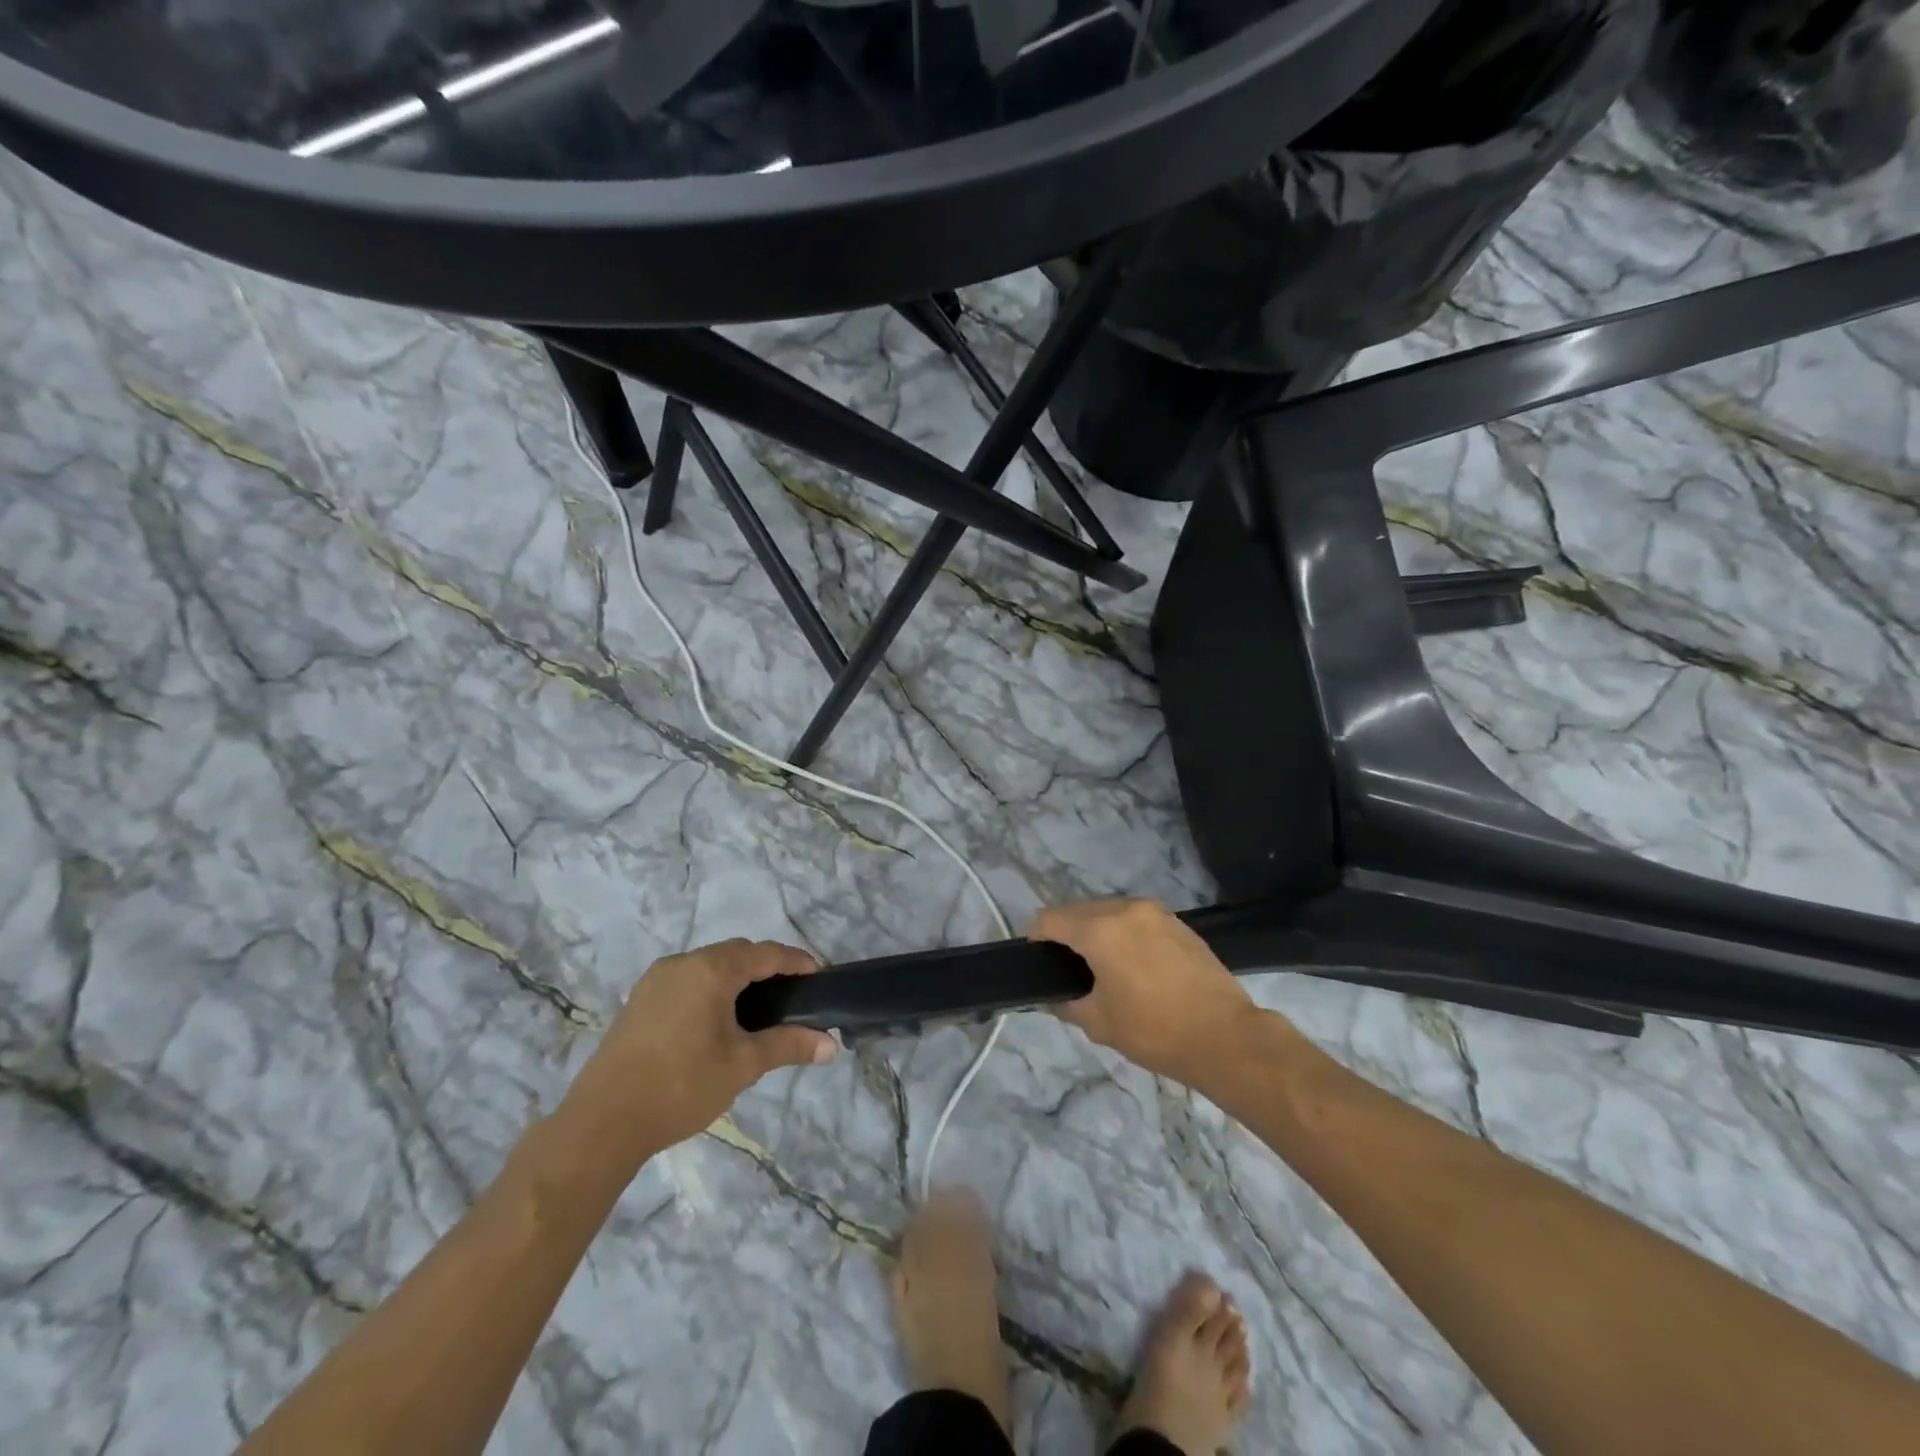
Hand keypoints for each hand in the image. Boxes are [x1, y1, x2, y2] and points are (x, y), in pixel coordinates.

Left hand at [568, 939, 837, 1155]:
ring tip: (759, 1008)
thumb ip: (789, 1046)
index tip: (819, 976)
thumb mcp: (743, 1065)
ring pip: (710, 964)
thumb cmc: (681, 1086)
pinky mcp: (640, 999)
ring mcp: (656, 979)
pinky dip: (712, 987)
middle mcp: (683, 962)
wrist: (601, 1123)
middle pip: (737, 953)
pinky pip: (688, 979)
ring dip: (738, 977)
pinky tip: (718, 1018)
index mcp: (711, 969)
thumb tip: (832, 1045)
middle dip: (767, 967)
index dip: (796, 961)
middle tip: (792, 994)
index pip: (766, 953)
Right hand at [1031, 900, 1266, 1083]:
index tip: (1038, 959)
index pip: (1050, 919)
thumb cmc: (1155, 1031)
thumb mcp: (1099, 1023)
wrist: (1224, 1036)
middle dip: (1066, 932)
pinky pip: (1135, 918)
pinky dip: (1123, 932)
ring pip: (1108, 910)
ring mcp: (1155, 912)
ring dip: (1095, 929)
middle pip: (1078, 910)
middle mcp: (1125, 910)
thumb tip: (1056, 996)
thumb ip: (1067, 1003)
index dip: (1036, 937)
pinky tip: (1133, 963)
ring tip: (1102, 965)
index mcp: (1100, 931)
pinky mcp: (1177, 922)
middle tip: (1068, 967)